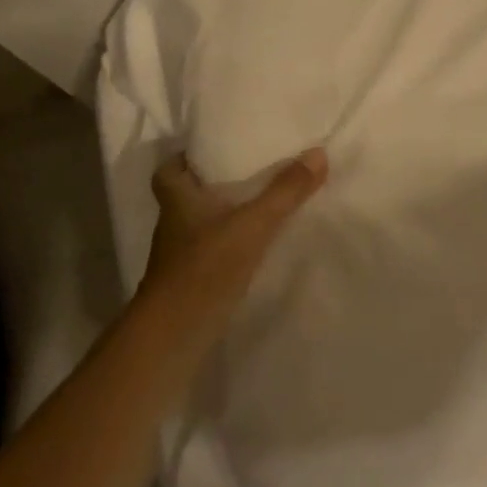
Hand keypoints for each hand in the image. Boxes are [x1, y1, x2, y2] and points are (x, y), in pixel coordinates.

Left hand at [138, 148, 328, 314]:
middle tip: (249, 170)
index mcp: (178, 200)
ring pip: (201, 223)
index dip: (186, 157)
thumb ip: (286, 191)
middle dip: (214, 183)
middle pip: (188, 194)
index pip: (168, 169)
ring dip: (224, 213)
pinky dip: (230, 243)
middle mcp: (174, 224)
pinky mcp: (191, 281)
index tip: (214, 149)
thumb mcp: (253, 224)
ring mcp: (180, 256)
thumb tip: (318, 152)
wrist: (174, 337)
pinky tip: (257, 244)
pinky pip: (212, 249)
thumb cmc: (205, 267)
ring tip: (262, 202)